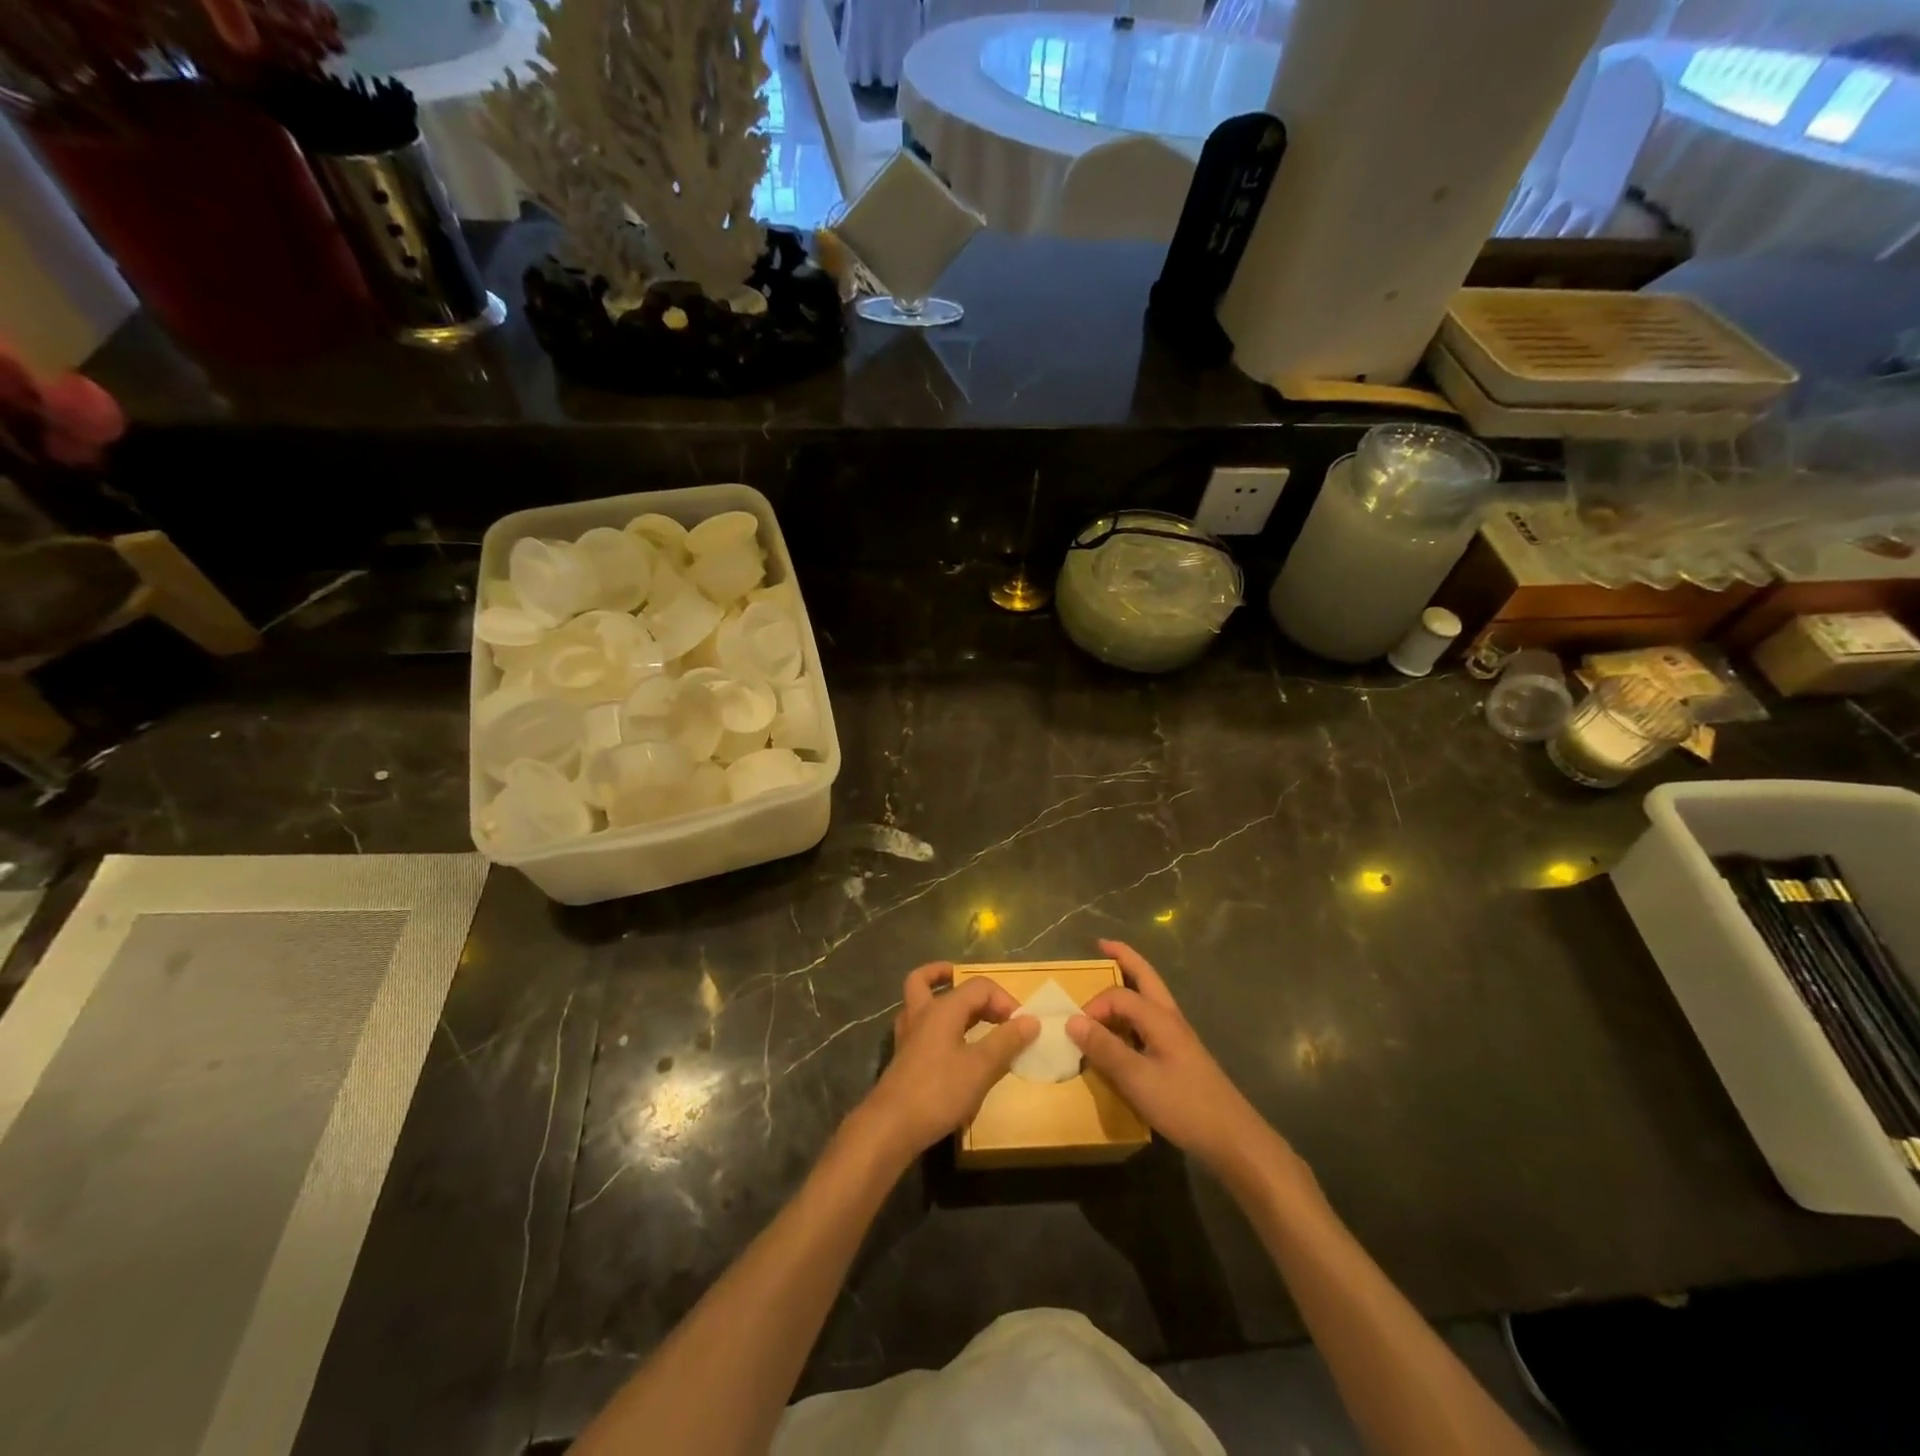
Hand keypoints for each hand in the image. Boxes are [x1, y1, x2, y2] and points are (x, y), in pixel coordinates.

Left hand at [855, 962, 1037, 1165]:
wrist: (891, 1127)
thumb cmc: (939, 1091)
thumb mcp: (981, 1067)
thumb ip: (1006, 1041)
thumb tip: (1031, 1020)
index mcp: (943, 1009)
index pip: (978, 986)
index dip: (1004, 1000)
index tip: (1021, 1027)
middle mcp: (921, 1013)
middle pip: (934, 981)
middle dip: (963, 985)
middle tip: (990, 1006)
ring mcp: (908, 1035)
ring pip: (918, 1000)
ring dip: (938, 997)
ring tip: (963, 1012)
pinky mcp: (903, 1057)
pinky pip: (919, 1027)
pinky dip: (935, 1026)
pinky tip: (948, 1045)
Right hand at [1069, 940, 1283, 1180]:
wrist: (1233, 1138)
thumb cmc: (1184, 1105)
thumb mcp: (1136, 1079)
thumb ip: (1104, 1048)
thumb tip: (1072, 1020)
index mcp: (1159, 1018)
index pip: (1119, 995)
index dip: (1094, 1007)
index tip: (1077, 1033)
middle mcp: (1170, 1018)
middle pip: (1146, 976)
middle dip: (1124, 957)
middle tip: (1102, 944)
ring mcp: (1178, 1036)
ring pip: (1151, 997)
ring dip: (1131, 983)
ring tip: (1109, 979)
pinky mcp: (1181, 1055)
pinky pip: (1151, 1021)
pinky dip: (1134, 1013)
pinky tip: (1124, 1031)